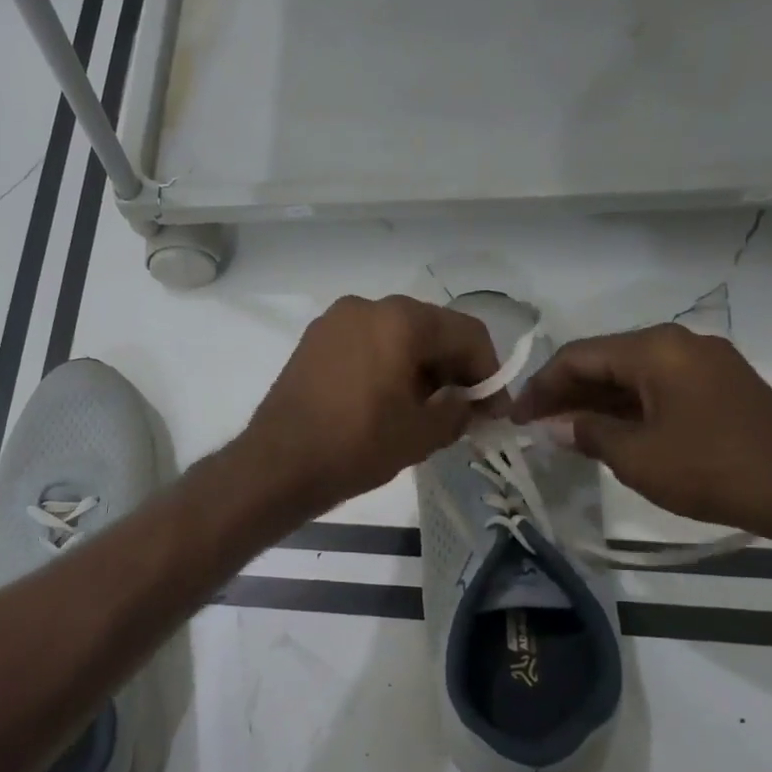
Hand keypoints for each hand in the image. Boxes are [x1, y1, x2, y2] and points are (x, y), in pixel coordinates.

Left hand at [242, 295, 502, 511]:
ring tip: (425, 410)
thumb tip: (470, 403)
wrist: (278, 464)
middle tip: (463, 411)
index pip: (467, 334)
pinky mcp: (314, 341)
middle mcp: (368, 306)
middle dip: (453, 369)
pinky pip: (366, 344)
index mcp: (401, 320)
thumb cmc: (357, 445)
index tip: (493, 410)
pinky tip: (388, 400)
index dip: (489, 372)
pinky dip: (387, 365)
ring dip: (420, 367)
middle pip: (430, 329)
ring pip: (396, 336)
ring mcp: (335, 321)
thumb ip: (459, 411)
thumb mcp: (422, 434)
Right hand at [510, 324, 771, 533]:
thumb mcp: (636, 456)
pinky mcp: (720, 385)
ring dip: (595, 400)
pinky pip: (658, 386)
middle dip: (566, 392)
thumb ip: (588, 433)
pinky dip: (627, 406)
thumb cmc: (711, 469)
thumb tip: (557, 426)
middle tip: (534, 425)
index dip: (540, 386)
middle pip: (604, 360)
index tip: (515, 417)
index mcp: (655, 350)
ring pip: (631, 374)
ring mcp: (703, 362)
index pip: (578, 356)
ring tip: (563, 431)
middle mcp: (678, 343)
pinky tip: (607, 431)